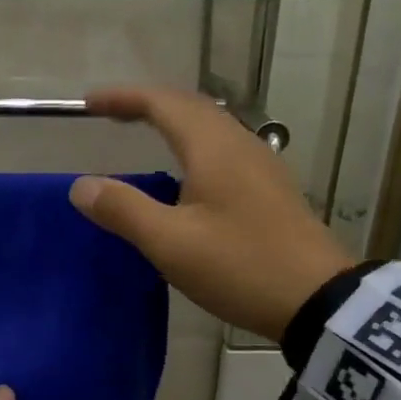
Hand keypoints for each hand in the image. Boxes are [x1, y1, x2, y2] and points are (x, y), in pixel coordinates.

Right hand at [70, 86, 355, 340]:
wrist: (318, 300)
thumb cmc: (240, 265)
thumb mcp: (171, 244)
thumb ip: (123, 210)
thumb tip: (81, 186)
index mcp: (214, 148)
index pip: (162, 103)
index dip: (123, 98)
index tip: (88, 103)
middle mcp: (240, 145)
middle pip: (190, 107)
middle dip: (147, 104)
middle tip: (111, 115)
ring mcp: (262, 166)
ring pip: (211, 127)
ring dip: (172, 122)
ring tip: (143, 135)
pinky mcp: (271, 190)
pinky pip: (224, 150)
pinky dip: (193, 146)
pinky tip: (186, 175)